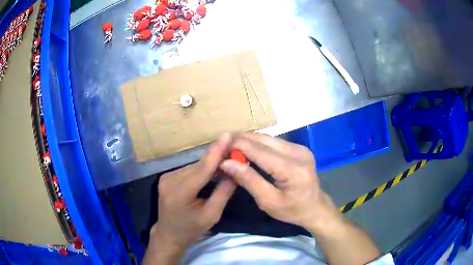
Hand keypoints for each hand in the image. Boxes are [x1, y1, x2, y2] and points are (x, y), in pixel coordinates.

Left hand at [144, 133, 236, 263]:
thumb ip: (223, 193)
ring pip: (194, 166)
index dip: (216, 152)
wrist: (169, 234)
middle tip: (236, 154)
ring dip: (209, 165)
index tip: (227, 135)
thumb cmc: (191, 229)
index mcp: (180, 193)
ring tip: (225, 165)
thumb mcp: (211, 215)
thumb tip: (235, 171)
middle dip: (217, 159)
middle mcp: (170, 180)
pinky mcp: (166, 177)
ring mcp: (166, 178)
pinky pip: (188, 170)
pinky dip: (200, 170)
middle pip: (199, 166)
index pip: (202, 169)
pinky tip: (210, 173)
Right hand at [219, 133, 341, 234]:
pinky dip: (258, 144)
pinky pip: (274, 142)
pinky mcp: (299, 148)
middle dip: (241, 140)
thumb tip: (226, 162)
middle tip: (222, 145)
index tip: (218, 145)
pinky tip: (247, 149)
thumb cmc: (292, 210)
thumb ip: (248, 180)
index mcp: (292, 169)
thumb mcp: (268, 202)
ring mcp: (300, 148)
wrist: (315, 208)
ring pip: (268, 138)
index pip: (259, 151)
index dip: (237, 145)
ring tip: (231, 147)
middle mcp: (298, 152)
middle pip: (263, 139)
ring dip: (249, 141)